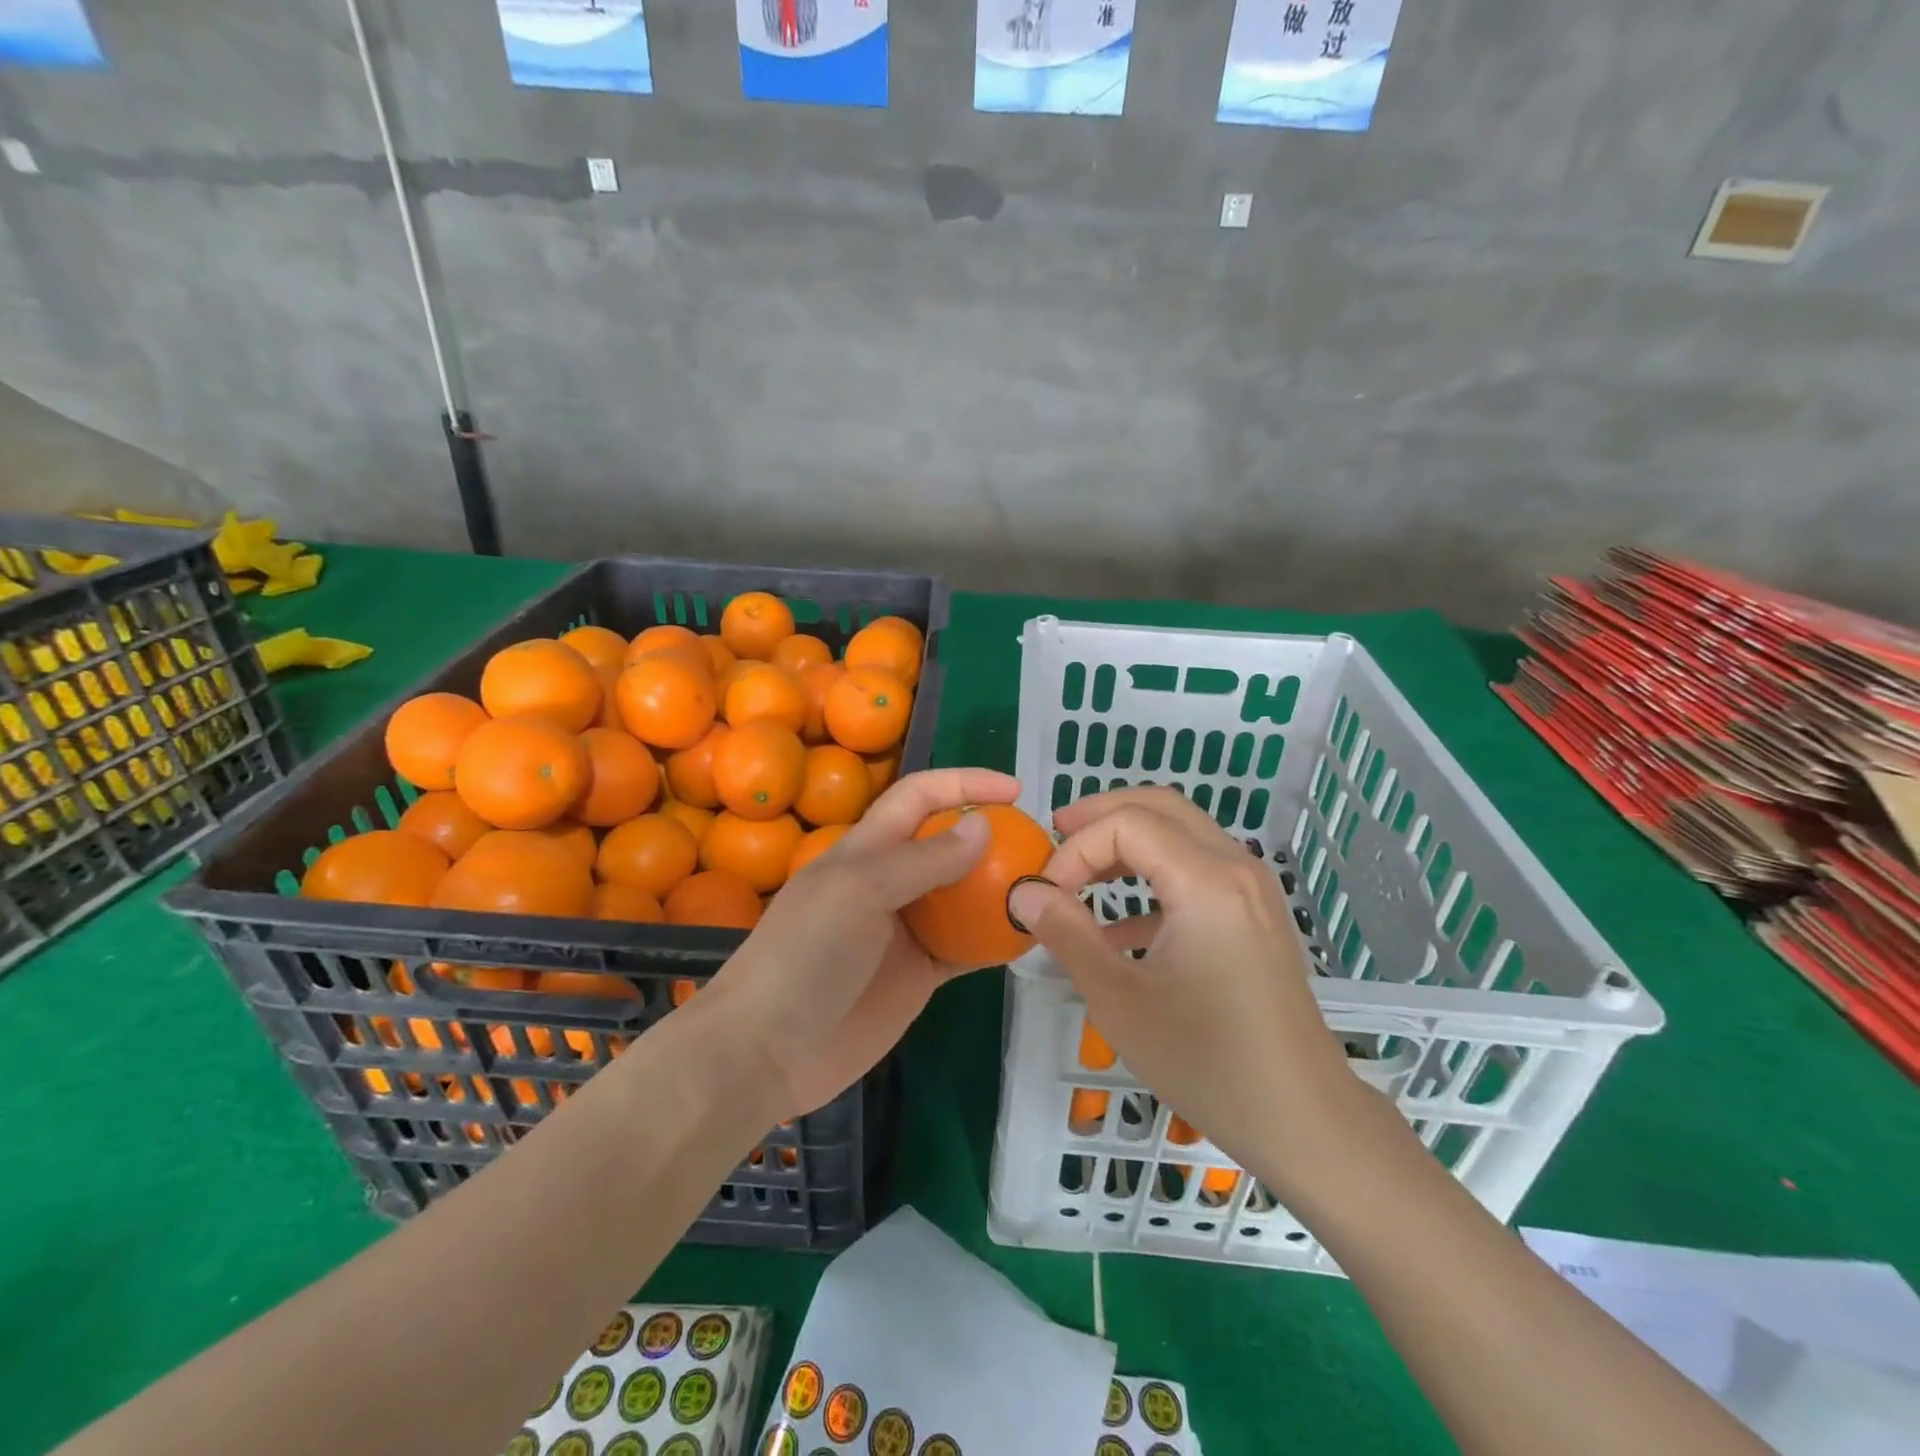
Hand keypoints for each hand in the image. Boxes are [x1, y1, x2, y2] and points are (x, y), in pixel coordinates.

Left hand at [701, 767, 1019, 1119]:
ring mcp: (906, 929)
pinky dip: (995, 940)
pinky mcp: (919, 974)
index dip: (964, 783)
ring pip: (963, 896)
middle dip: (992, 835)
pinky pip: (966, 948)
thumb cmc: (804, 956)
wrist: (766, 1052)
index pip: (920, 796)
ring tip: (1045, 888)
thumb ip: (923, 860)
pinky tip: (1028, 937)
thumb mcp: (859, 892)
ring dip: (999, 888)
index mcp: (868, 848)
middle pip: (948, 843)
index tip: (1016, 790)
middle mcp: (890, 880)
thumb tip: (984, 825)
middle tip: (1042, 846)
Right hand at [1008, 787, 1360, 1200]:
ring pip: (1181, 831)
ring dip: (1127, 841)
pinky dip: (1154, 874)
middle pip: (1159, 806)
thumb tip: (1023, 892)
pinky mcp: (1255, 914)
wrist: (1303, 1119)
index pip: (1126, 824)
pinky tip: (1121, 926)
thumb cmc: (1207, 1061)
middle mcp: (1235, 867)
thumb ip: (1066, 933)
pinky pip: (1198, 867)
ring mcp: (1252, 889)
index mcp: (1206, 881)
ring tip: (1080, 871)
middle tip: (1054, 835)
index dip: (1075, 849)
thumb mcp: (1119, 999)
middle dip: (1101, 816)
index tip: (1046, 895)